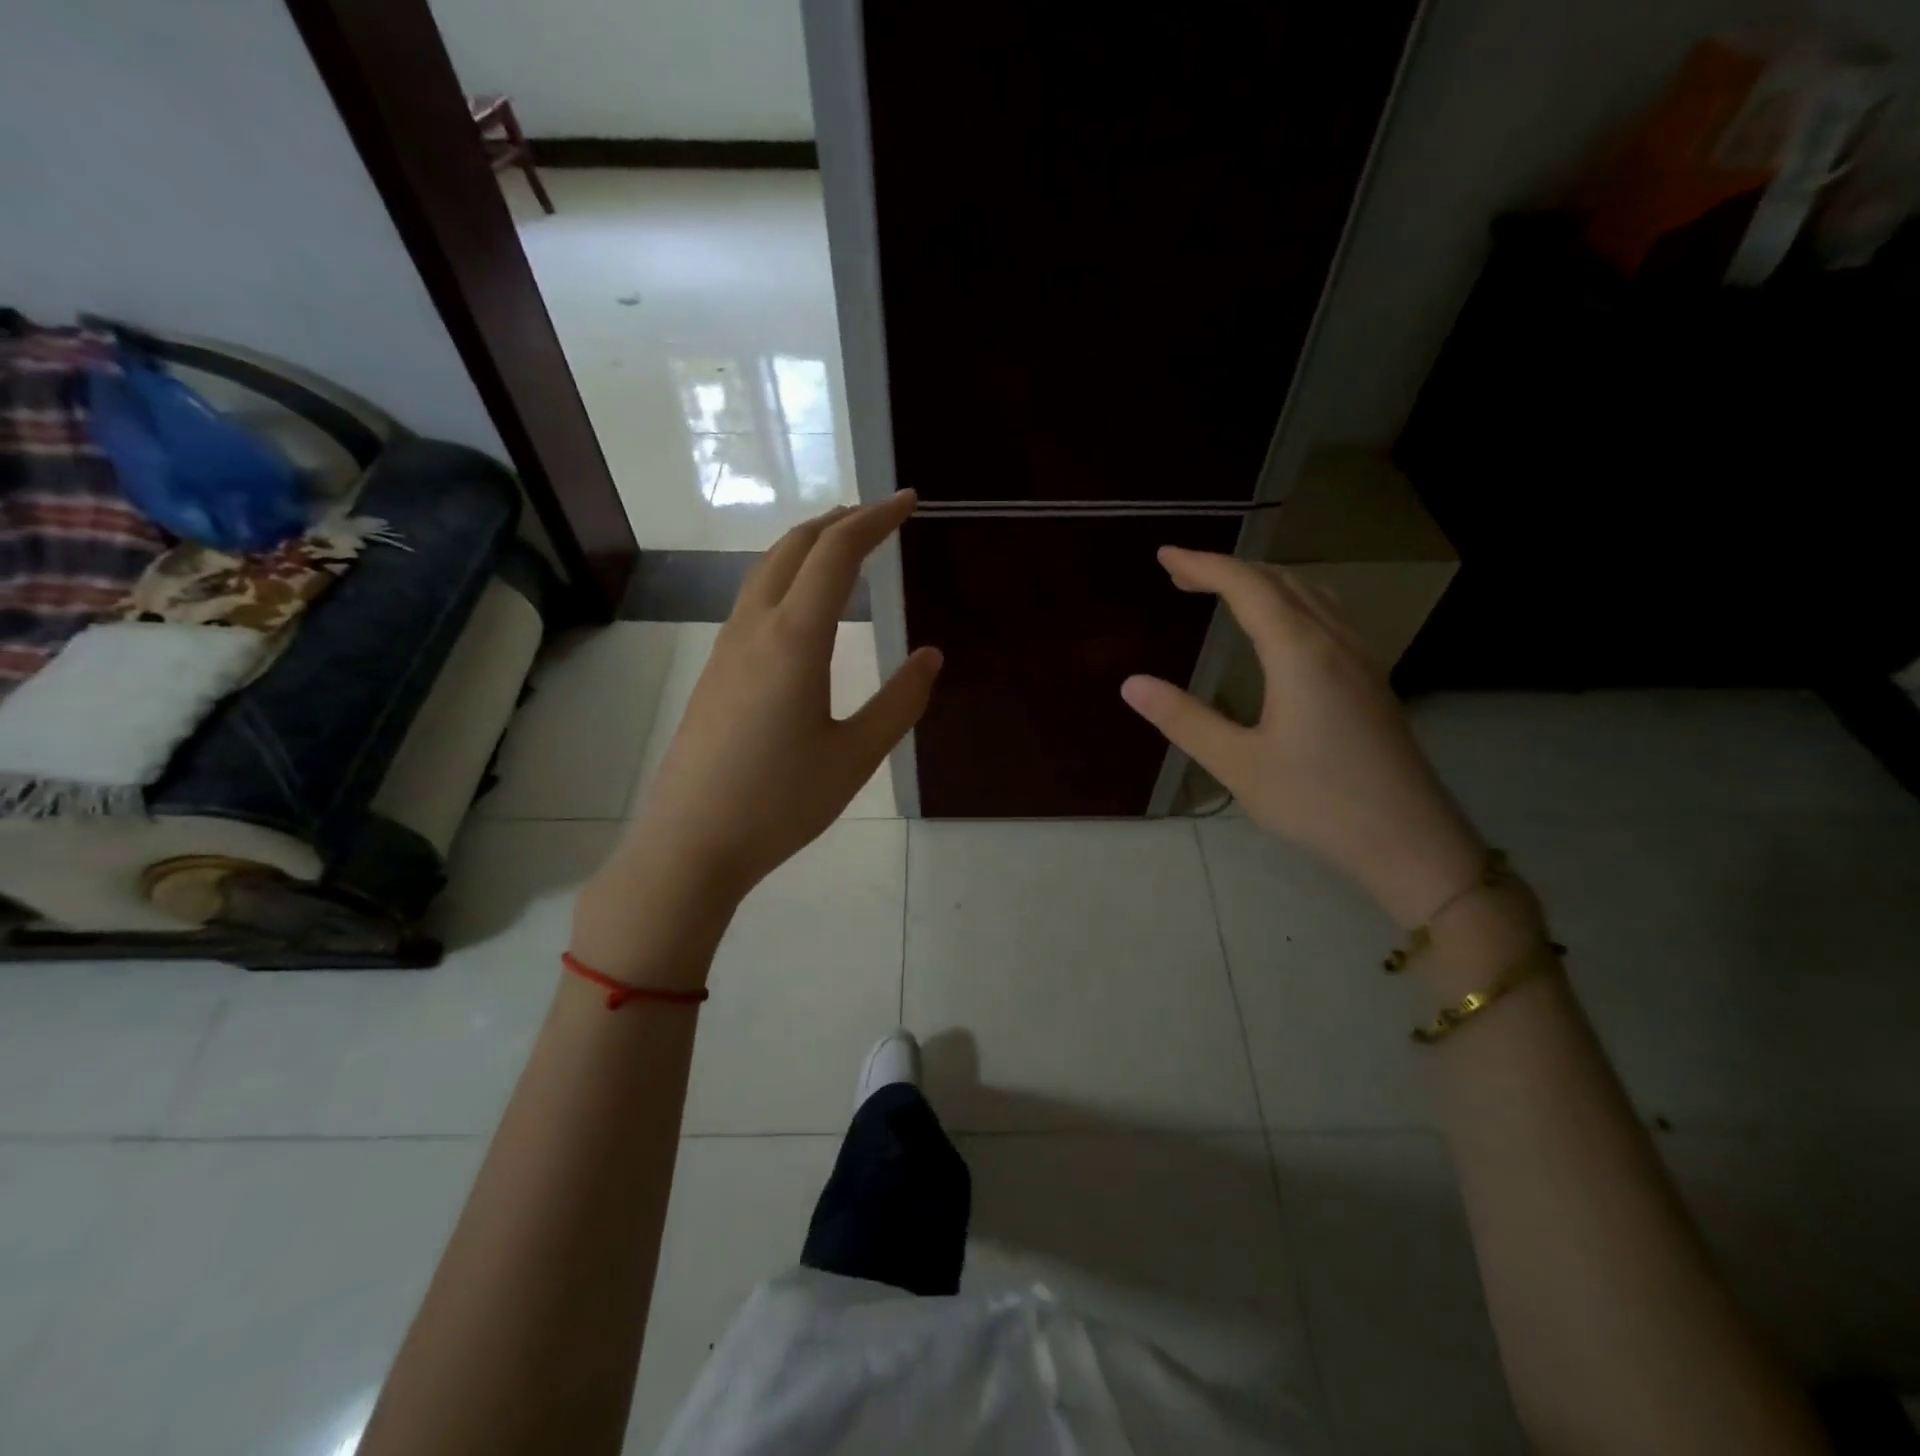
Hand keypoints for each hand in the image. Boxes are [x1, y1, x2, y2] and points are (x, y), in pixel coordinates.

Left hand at [630, 491, 939, 903]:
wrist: (690, 843)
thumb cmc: (779, 803)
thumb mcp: (854, 757)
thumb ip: (899, 703)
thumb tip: (931, 657)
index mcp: (794, 639)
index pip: (837, 553)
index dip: (875, 519)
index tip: (909, 501)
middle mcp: (755, 628)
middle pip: (795, 546)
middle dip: (840, 520)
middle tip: (881, 516)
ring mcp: (727, 647)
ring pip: (768, 569)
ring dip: (809, 545)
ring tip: (846, 546)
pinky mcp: (715, 671)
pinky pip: (754, 599)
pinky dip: (788, 576)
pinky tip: (804, 604)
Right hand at [1120, 548, 1483, 925]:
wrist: (1408, 840)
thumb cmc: (1317, 802)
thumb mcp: (1237, 764)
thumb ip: (1183, 719)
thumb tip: (1131, 683)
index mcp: (1300, 653)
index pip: (1247, 587)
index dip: (1203, 565)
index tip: (1164, 554)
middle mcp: (1334, 641)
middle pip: (1280, 580)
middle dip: (1228, 569)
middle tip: (1181, 576)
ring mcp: (1360, 657)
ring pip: (1310, 593)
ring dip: (1262, 582)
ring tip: (1224, 591)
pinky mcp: (1370, 678)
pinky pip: (1326, 614)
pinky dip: (1289, 600)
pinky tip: (1279, 627)